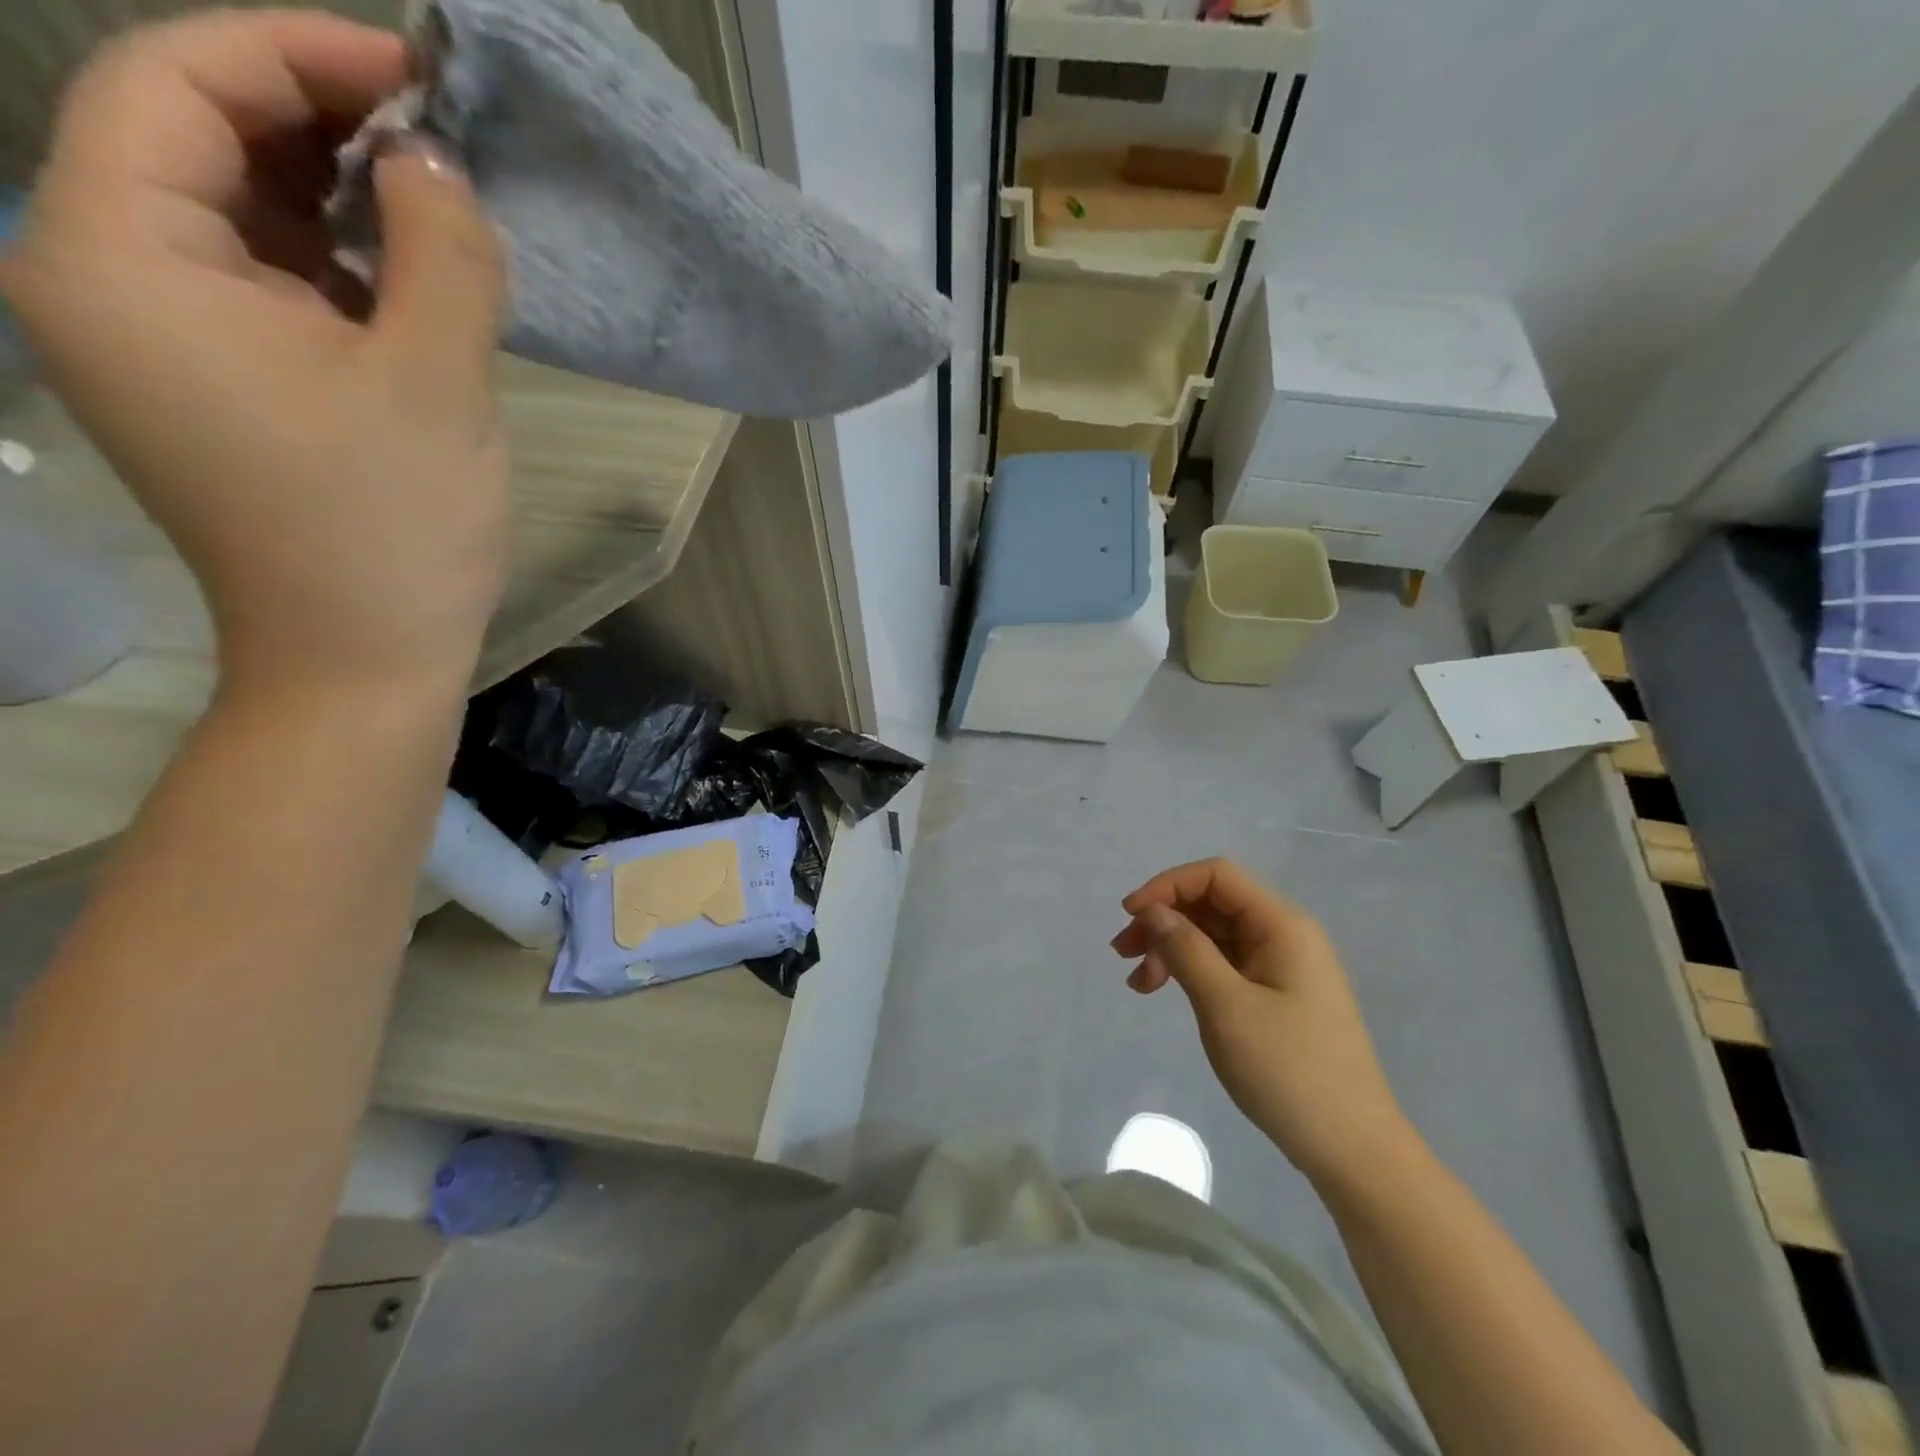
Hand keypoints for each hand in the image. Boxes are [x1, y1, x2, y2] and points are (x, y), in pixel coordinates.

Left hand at [0, 12, 508, 691]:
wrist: (362, 659)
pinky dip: (337, 266)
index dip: (298, 53)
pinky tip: (412, 283)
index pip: (173, 83)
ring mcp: (160, 340)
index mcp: (118, 259)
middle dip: (322, 127)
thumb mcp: (436, 383)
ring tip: (442, 213)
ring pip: (238, 217)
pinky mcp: (218, 386)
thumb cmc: (393, 529)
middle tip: (444, 148)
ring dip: (338, 199)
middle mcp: (104, 280)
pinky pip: (266, 287)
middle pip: (196, 141)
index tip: (419, 77)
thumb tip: (439, 164)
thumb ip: (442, 253)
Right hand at [1113, 857, 1414, 1188]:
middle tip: (1123, 953)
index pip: (1217, 876)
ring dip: (1171, 947)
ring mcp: (1281, 967)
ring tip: (1138, 983)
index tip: (1131, 916)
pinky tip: (1165, 992)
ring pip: (1214, 935)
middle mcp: (1284, 935)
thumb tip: (1153, 911)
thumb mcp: (1227, 1007)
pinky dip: (1190, 971)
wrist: (1353, 1150)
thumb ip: (1187, 950)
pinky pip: (1225, 964)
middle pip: (1212, 903)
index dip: (1168, 885)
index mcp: (1282, 926)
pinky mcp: (1276, 995)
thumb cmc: (1289, 1072)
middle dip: (1164, 919)